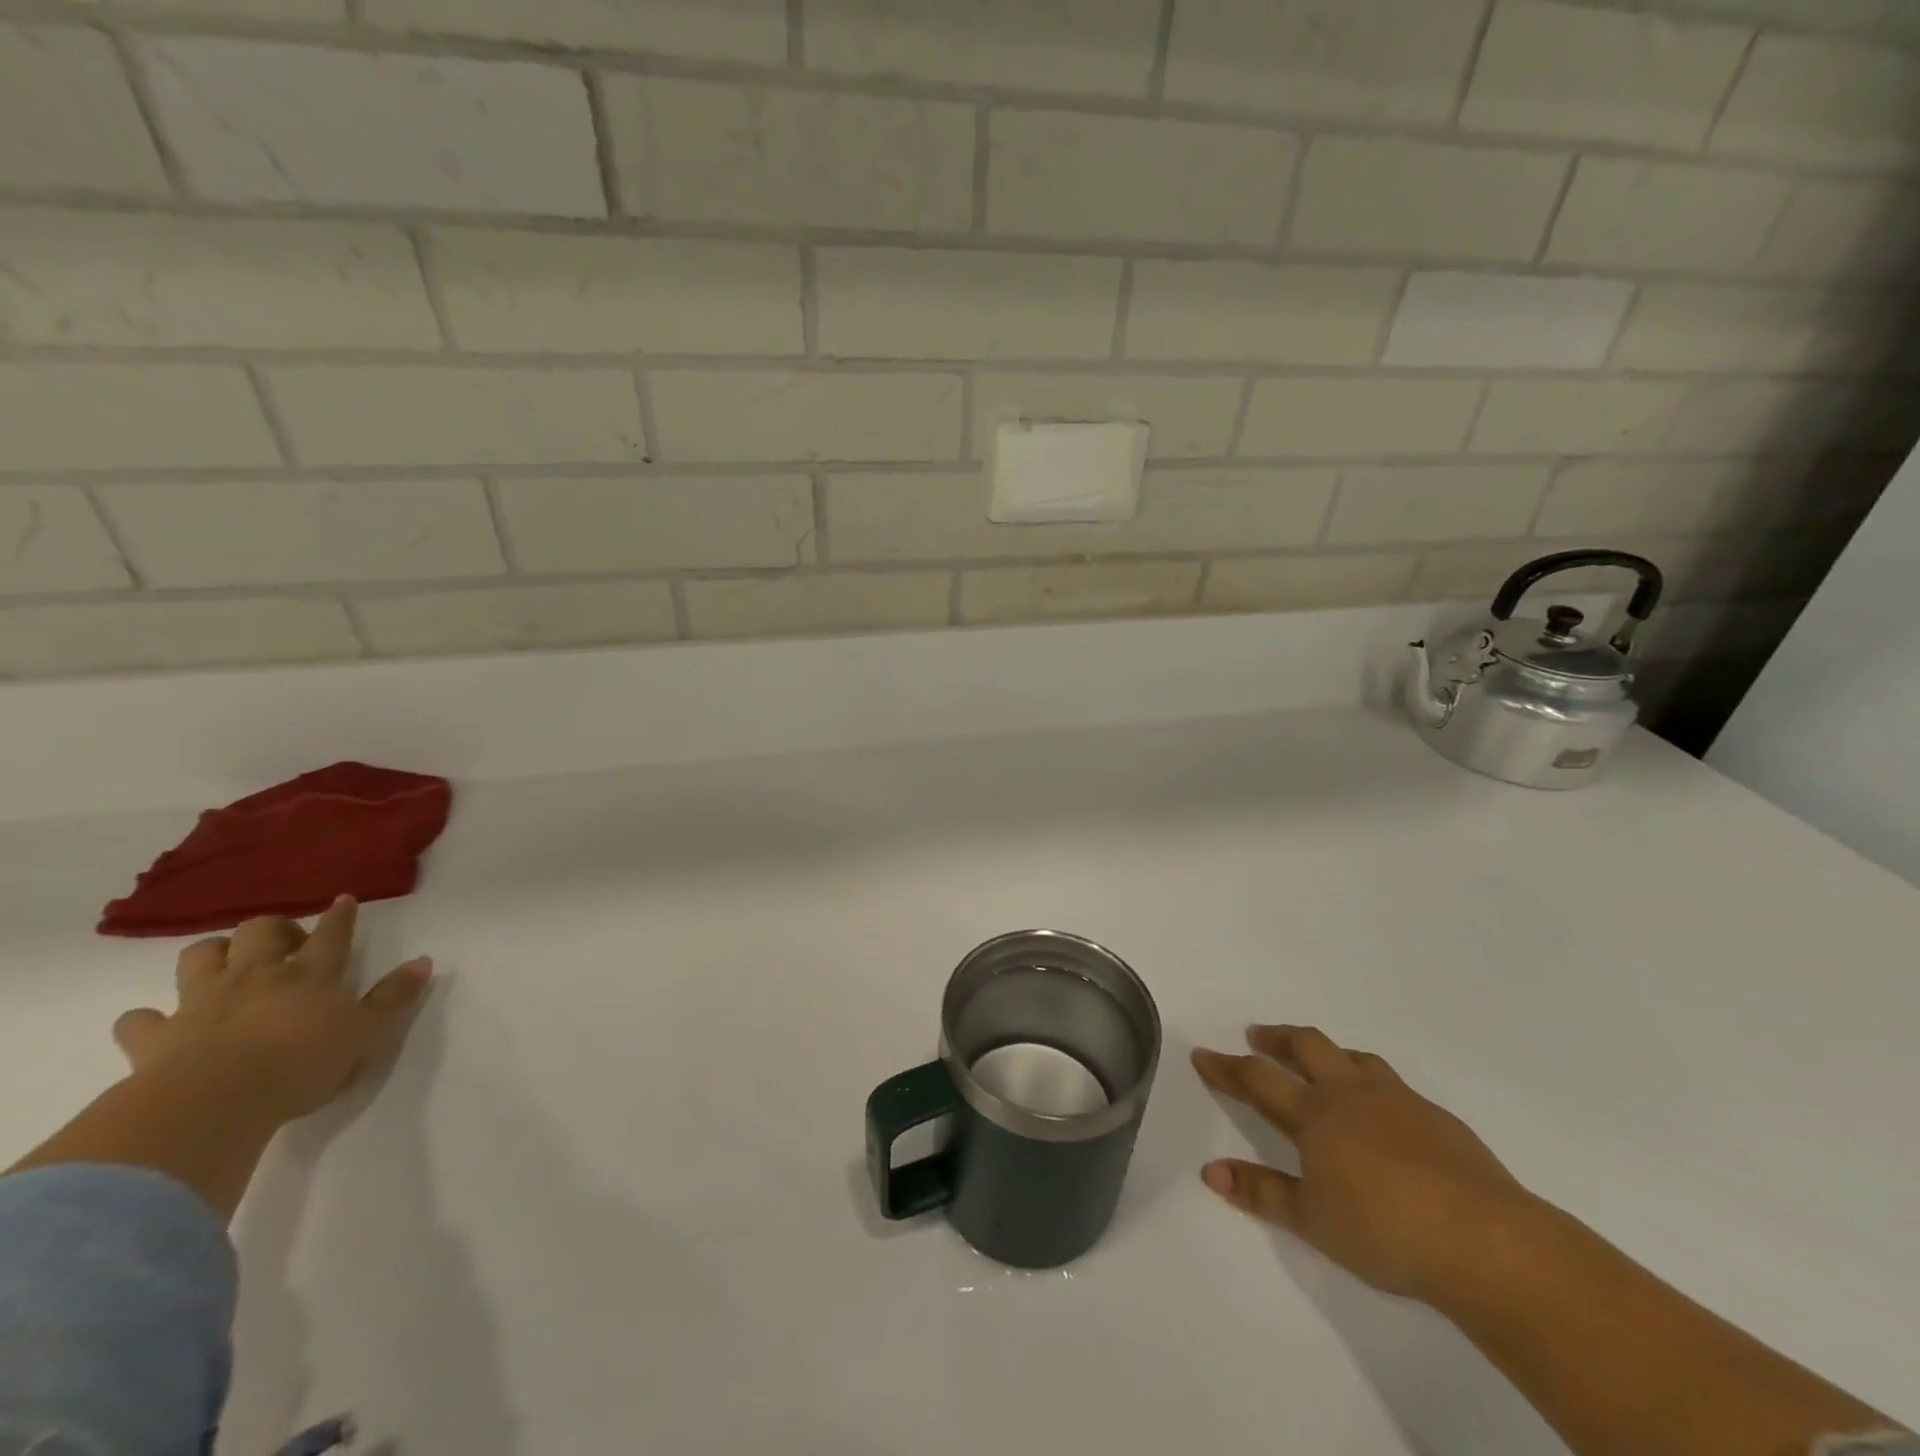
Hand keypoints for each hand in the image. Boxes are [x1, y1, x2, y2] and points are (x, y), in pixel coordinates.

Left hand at [111, 896, 432, 1125]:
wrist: (215, 1102)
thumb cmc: (305, 1064)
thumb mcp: (367, 1032)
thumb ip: (394, 997)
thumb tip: (423, 961)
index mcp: (311, 974)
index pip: (331, 935)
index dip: (339, 916)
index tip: (343, 900)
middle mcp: (257, 976)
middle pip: (259, 932)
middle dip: (272, 928)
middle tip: (284, 940)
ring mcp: (202, 1002)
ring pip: (200, 958)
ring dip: (212, 954)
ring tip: (224, 964)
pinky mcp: (156, 1037)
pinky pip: (140, 1019)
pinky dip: (148, 1018)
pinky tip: (157, 1022)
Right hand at [1192, 1025, 1534, 1302]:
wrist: (1488, 1243)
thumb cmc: (1386, 1231)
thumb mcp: (1312, 1220)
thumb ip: (1261, 1192)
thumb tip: (1210, 1171)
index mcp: (1316, 1114)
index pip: (1258, 1079)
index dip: (1227, 1067)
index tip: (1203, 1054)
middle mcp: (1352, 1094)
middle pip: (1306, 1046)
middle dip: (1276, 1038)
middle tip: (1257, 1036)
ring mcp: (1399, 1101)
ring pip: (1353, 1057)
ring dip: (1327, 1053)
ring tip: (1319, 1061)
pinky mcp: (1439, 1119)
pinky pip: (1393, 1084)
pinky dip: (1371, 1082)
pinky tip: (1383, 1110)